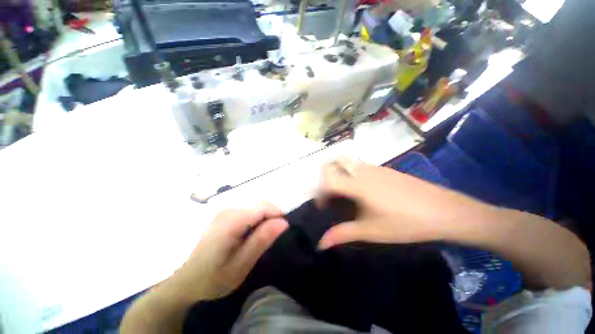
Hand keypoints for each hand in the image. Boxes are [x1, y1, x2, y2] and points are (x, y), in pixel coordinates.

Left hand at [170, 203, 288, 300]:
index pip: (264, 207)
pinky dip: (256, 220)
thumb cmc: (213, 278)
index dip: (278, 215)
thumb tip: (284, 222)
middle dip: (272, 218)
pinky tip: (250, 236)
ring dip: (264, 220)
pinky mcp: (225, 214)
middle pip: (261, 205)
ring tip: (260, 240)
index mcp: (231, 220)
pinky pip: (249, 211)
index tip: (283, 231)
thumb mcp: (241, 265)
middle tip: (271, 240)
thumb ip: (262, 240)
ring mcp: (226, 210)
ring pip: (256, 207)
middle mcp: (229, 210)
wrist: (185, 282)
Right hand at [317, 157, 465, 248]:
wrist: (444, 211)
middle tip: (329, 192)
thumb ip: (342, 234)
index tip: (323, 207)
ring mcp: (374, 168)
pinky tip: (362, 191)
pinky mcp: (383, 169)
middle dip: (324, 174)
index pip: (326, 179)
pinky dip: (351, 173)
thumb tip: (320, 244)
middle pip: (334, 161)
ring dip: (338, 172)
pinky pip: (359, 165)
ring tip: (343, 192)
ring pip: (347, 161)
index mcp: (356, 185)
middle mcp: (362, 171)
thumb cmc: (405, 223)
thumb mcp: (371, 231)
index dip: (319, 192)